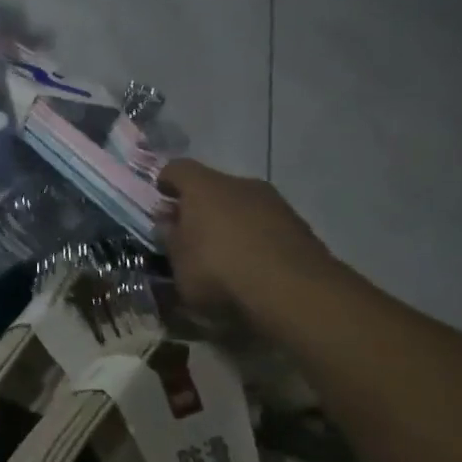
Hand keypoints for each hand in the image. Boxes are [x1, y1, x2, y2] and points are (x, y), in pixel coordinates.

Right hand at [158, 159, 335, 318]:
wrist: (295, 292)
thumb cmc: (220, 271)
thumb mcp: (178, 263)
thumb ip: (170, 239)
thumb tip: (168, 224)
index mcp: (204, 186)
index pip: (177, 169)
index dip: (166, 182)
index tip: (161, 201)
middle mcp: (240, 184)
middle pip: (213, 186)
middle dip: (200, 206)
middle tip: (191, 233)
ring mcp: (275, 203)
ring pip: (242, 204)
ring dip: (230, 222)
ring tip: (223, 253)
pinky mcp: (300, 226)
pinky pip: (266, 224)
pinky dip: (255, 237)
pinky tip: (251, 264)